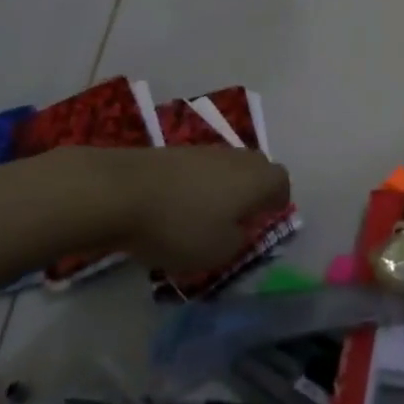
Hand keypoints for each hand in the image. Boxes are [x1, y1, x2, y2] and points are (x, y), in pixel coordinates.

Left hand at [46, 145, 291, 273]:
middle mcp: (238, 157)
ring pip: (226, 168)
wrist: (120, 191)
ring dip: (222, 189)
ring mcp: (205, 150)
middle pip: (256, 170)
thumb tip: (238, 229)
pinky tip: (176, 208)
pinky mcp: (174, 152)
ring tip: (204, 216)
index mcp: (258, 179)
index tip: (265, 221)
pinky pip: (198, 170)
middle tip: (238, 218)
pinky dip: (195, 186)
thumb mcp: (219, 252)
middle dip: (252, 192)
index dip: (277, 203)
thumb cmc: (180, 226)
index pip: (282, 183)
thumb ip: (238, 241)